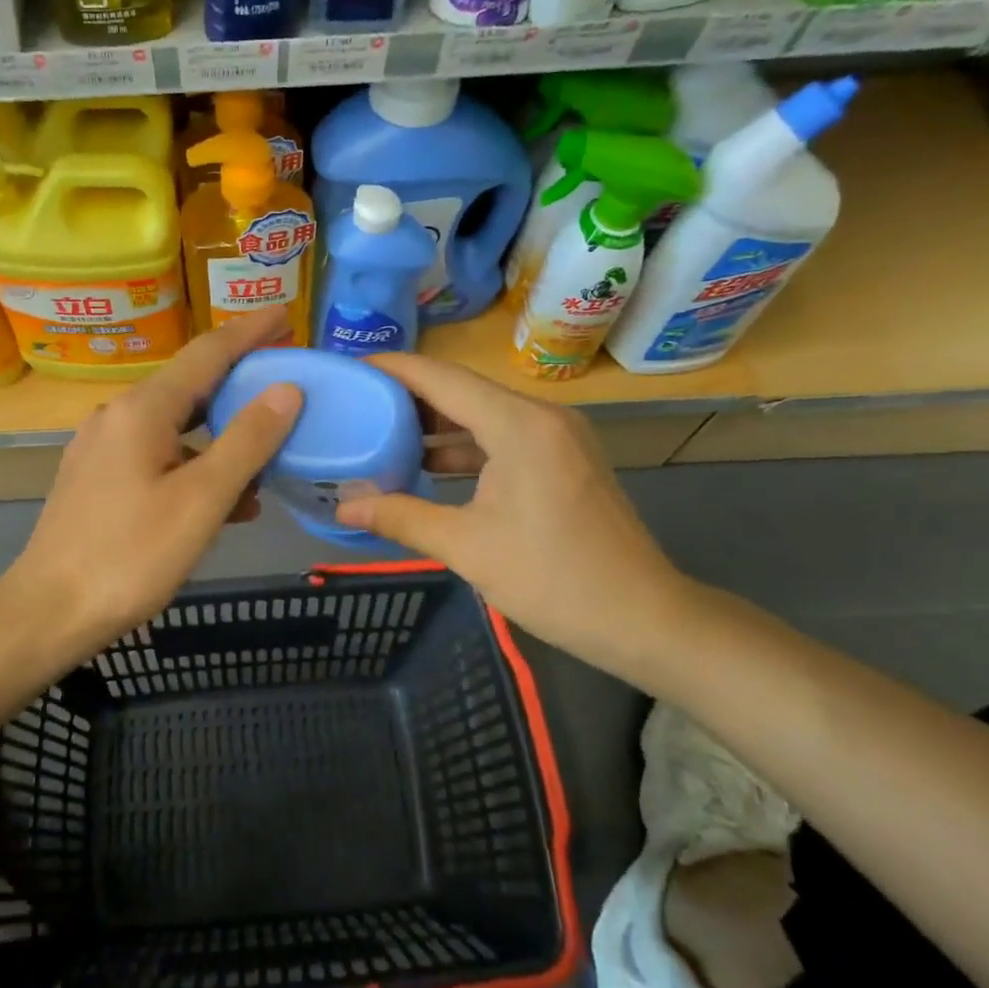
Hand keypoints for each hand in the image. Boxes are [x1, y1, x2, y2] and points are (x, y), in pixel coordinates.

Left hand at [0, 308, 302, 662]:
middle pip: (190, 385)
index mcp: (142, 410)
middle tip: (285, 376)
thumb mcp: (201, 500)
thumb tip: (287, 391)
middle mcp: (118, 416)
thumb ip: (247, 441)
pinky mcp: (98, 479)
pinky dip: (196, 464)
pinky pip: (158, 455)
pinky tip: (225, 499)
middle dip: (239, 379)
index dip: (250, 331)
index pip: (207, 353)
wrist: (48, 613)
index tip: (286, 313)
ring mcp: (103, 448)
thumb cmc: (130, 556)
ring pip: (176, 425)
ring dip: (222, 432)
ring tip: (268, 448)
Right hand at [333, 353, 699, 681]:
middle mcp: (541, 416)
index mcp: (519, 426)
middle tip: (358, 405)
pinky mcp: (565, 458)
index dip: (393, 369)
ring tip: (382, 434)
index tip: (351, 369)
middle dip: (409, 397)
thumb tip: (343, 506)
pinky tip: (430, 466)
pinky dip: (466, 446)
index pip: (442, 378)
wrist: (645, 618)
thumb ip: (401, 517)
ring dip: (437, 424)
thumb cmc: (554, 579)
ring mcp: (559, 436)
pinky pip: (504, 436)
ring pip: (484, 414)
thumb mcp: (467, 548)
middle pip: (463, 390)